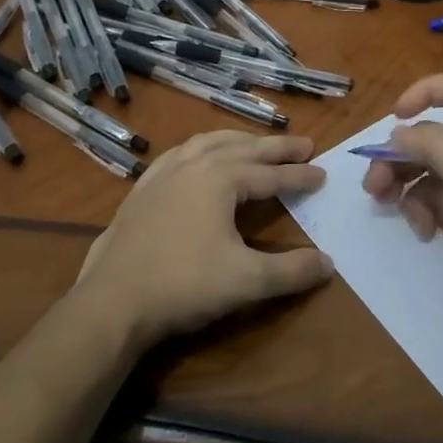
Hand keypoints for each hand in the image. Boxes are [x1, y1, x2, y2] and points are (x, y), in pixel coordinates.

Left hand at [74, 131, 333, 347]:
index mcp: (221, 178)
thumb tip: (328, 264)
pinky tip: (199, 158)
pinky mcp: (142, 189)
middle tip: (304, 144)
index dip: (299, 176)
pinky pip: (179, 154)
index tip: (323, 174)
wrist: (113, 301)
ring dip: (238, 140)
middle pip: (244, 148)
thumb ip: (291, 271)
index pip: (271, 174)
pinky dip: (201, 149)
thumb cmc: (184, 285)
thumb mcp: (246, 281)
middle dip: (276, 147)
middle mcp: (194, 164)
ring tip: (256, 143)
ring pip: (209, 143)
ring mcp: (163, 173)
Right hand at [361, 73, 442, 329]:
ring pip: (420, 168)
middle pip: (426, 134)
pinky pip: (426, 199)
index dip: (424, 92)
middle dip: (396, 154)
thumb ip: (430, 142)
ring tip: (385, 204)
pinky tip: (424, 232)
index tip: (397, 117)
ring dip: (399, 182)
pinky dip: (417, 210)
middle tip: (373, 183)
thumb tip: (399, 134)